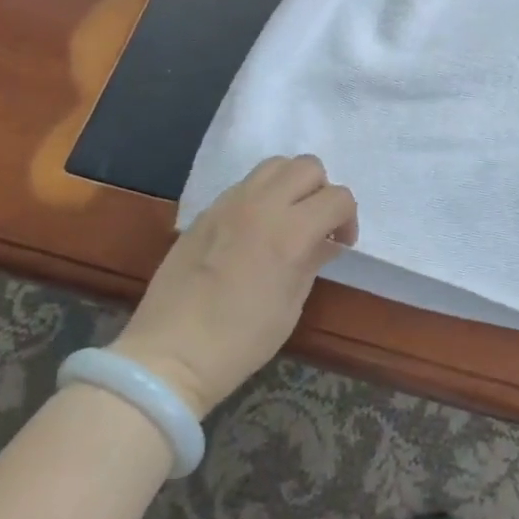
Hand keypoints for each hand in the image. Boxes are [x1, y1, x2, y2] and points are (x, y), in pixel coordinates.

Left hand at [108, 156, 357, 416]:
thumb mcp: (291, 305)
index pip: (338, 198)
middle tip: (316, 224)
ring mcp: (230, 203)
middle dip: (322, 191)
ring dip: (291, 184)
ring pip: (275, 165)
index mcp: (290, 233)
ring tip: (287, 217)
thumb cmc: (240, 341)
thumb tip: (327, 241)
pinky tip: (255, 228)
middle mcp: (262, 206)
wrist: (170, 353)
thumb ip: (313, 261)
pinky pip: (246, 184)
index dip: (348, 218)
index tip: (341, 243)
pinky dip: (262, 195)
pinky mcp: (207, 210)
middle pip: (308, 167)